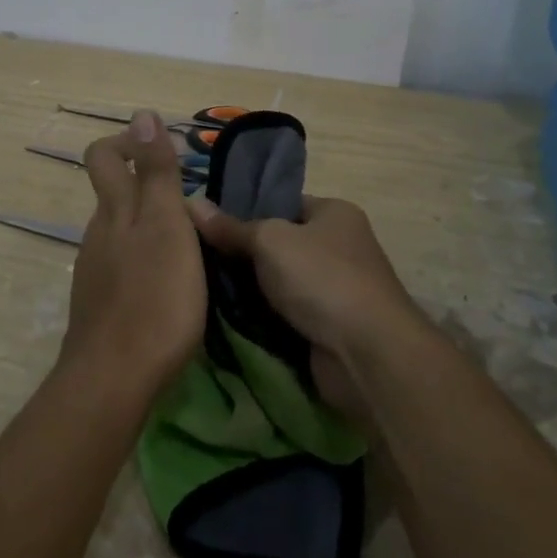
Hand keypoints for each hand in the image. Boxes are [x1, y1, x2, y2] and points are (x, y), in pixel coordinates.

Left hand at [61, 111, 207, 400]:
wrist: (114, 378)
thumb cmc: (154, 298)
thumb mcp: (166, 226)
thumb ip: (156, 172)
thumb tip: (142, 113)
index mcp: (114, 210)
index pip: (103, 156)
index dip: (129, 143)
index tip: (169, 153)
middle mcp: (98, 233)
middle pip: (113, 194)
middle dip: (149, 188)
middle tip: (195, 205)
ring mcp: (95, 270)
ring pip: (121, 232)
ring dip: (152, 228)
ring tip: (194, 248)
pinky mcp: (101, 304)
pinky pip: (123, 266)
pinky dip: (147, 262)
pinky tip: (172, 286)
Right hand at [186, 194, 419, 367]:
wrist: (366, 354)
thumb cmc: (322, 279)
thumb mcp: (269, 241)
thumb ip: (230, 227)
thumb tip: (190, 203)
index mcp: (335, 213)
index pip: (283, 203)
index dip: (246, 210)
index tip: (207, 221)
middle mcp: (339, 247)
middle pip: (278, 244)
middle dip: (242, 254)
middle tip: (196, 255)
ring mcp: (334, 290)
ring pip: (278, 283)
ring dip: (249, 289)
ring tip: (201, 284)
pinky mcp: (326, 327)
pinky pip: (283, 314)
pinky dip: (261, 317)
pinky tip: (224, 316)